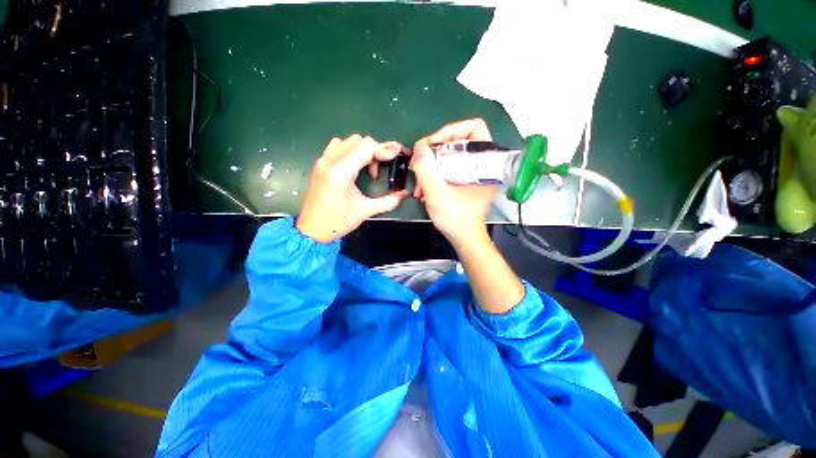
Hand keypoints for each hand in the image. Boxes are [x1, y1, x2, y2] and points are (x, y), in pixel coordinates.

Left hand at [297, 135, 407, 242]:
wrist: (311, 230)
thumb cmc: (338, 222)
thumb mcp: (365, 211)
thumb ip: (388, 201)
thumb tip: (404, 194)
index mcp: (341, 172)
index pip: (366, 147)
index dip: (384, 149)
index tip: (396, 156)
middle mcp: (330, 161)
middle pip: (359, 141)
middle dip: (376, 150)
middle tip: (383, 167)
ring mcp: (323, 160)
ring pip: (348, 141)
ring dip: (363, 150)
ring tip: (369, 168)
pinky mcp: (320, 164)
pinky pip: (338, 146)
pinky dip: (351, 151)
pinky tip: (355, 165)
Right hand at [412, 119, 497, 246]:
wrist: (464, 239)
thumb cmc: (456, 219)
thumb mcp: (437, 193)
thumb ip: (426, 168)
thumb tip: (419, 146)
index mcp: (485, 163)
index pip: (473, 128)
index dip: (450, 131)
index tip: (431, 146)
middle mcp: (482, 164)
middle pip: (457, 142)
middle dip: (434, 153)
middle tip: (419, 164)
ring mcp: (473, 173)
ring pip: (450, 156)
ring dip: (431, 166)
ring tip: (418, 184)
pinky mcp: (465, 181)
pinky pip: (448, 168)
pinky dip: (435, 174)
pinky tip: (423, 188)